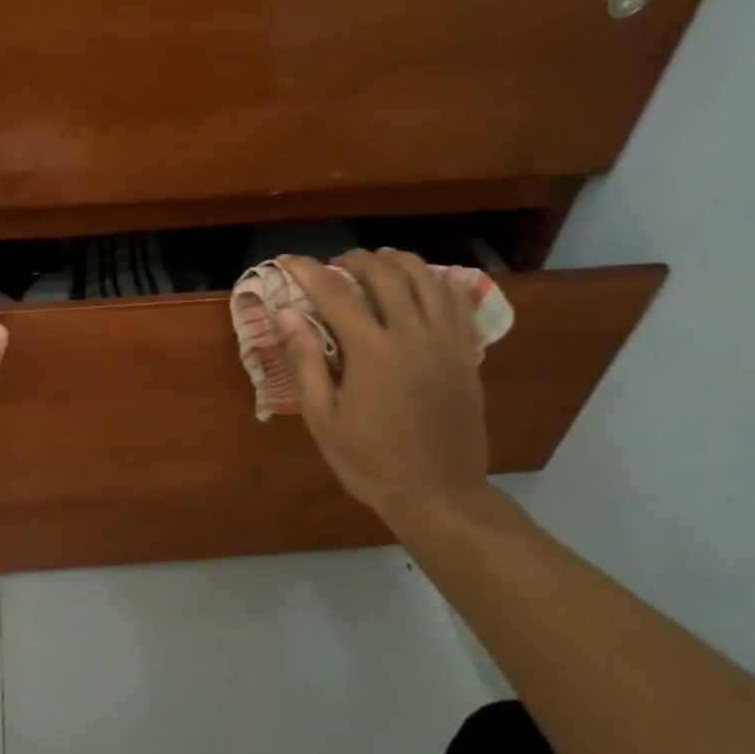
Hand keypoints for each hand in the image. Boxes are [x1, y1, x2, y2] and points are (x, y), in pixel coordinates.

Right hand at [280, 251, 490, 531]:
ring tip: (379, 262)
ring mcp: (446, 342)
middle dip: (356, 260)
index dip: (308, 272)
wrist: (438, 493)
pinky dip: (437, 282)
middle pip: (385, 275)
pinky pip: (457, 303)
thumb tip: (287, 314)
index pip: (335, 293)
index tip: (289, 260)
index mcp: (372, 351)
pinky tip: (425, 284)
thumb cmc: (369, 461)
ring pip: (427, 279)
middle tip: (335, 265)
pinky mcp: (467, 355)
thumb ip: (305, 362)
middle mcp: (413, 334)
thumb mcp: (323, 418)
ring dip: (399, 262)